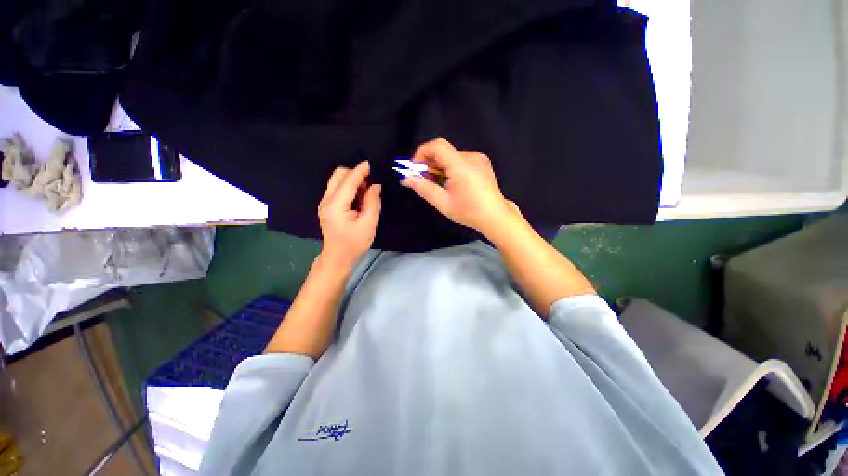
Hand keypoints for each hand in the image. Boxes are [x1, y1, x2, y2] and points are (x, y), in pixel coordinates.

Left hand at [318, 161, 381, 269]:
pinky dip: (349, 187)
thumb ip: (372, 202)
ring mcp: (324, 202)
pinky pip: (337, 188)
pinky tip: (359, 197)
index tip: (372, 163)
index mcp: (336, 206)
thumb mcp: (368, 224)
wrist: (338, 258)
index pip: (348, 181)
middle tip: (371, 184)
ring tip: (366, 192)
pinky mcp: (327, 205)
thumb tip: (376, 185)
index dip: (361, 171)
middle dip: (355, 174)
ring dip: (352, 180)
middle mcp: (326, 200)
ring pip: (337, 180)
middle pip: (338, 175)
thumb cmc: (354, 244)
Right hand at [401, 137, 517, 235]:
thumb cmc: (468, 211)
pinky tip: (452, 184)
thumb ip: (423, 188)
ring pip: (451, 157)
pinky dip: (451, 168)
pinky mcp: (483, 163)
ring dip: (440, 167)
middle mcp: (471, 156)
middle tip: (425, 181)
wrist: (495, 217)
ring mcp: (479, 159)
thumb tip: (406, 179)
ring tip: (439, 185)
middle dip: (430, 163)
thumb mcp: (442, 202)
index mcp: (461, 165)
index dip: (422, 153)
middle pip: (444, 151)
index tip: (416, 169)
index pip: (437, 145)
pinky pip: (461, 160)